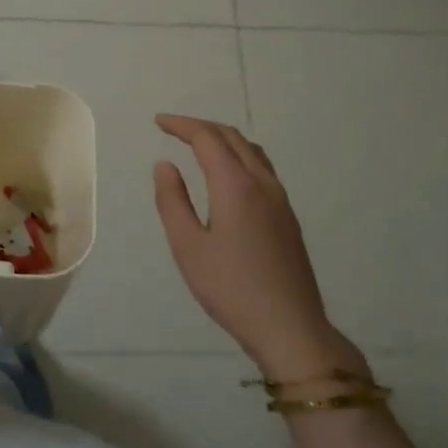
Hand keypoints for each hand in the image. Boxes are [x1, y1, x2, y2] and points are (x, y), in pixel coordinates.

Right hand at [152, 115, 366, 380]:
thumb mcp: (187, 246)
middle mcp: (262, 183)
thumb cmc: (230, 288)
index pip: (207, 138)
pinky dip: (240, 155)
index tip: (159, 122)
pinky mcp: (288, 216)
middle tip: (173, 129)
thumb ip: (172, 201)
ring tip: (199, 145)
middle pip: (232, 137)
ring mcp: (280, 199)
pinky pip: (262, 168)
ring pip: (252, 151)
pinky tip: (228, 175)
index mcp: (235, 185)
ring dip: (223, 139)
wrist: (289, 326)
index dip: (182, 125)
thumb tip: (165, 165)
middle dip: (201, 127)